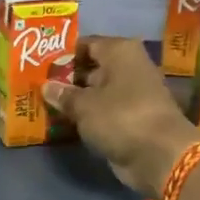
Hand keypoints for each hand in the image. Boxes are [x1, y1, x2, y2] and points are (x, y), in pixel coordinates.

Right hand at [42, 36, 199, 195]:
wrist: (160, 155)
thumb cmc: (120, 117)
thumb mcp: (84, 105)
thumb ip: (63, 94)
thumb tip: (46, 86)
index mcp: (120, 51)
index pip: (86, 44)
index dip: (64, 54)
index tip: (41, 66)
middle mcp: (129, 67)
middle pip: (92, 67)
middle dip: (68, 78)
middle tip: (40, 86)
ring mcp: (133, 93)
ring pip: (98, 91)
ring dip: (77, 99)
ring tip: (48, 104)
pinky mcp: (134, 118)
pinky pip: (105, 111)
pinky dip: (89, 115)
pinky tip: (67, 121)